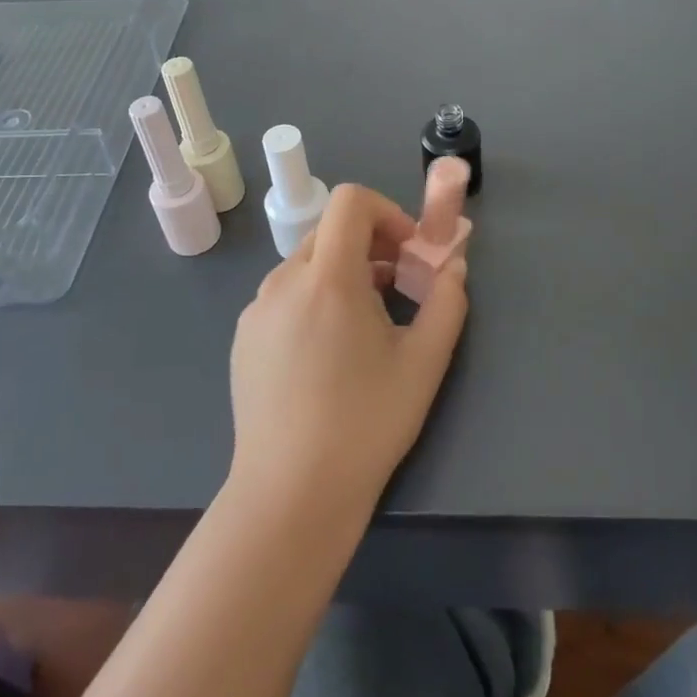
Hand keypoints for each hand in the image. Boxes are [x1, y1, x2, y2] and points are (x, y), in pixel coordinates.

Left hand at [228, 184, 468, 525]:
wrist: (291, 495)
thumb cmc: (365, 423)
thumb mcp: (424, 362)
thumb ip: (447, 301)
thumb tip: (452, 266)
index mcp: (327, 277)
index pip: (350, 201)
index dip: (387, 212)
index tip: (408, 252)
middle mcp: (283, 281)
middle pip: (330, 231)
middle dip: (371, 244)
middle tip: (398, 288)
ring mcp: (256, 310)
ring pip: (306, 265)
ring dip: (343, 274)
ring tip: (366, 326)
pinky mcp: (244, 338)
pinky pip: (284, 297)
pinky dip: (313, 300)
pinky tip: (327, 356)